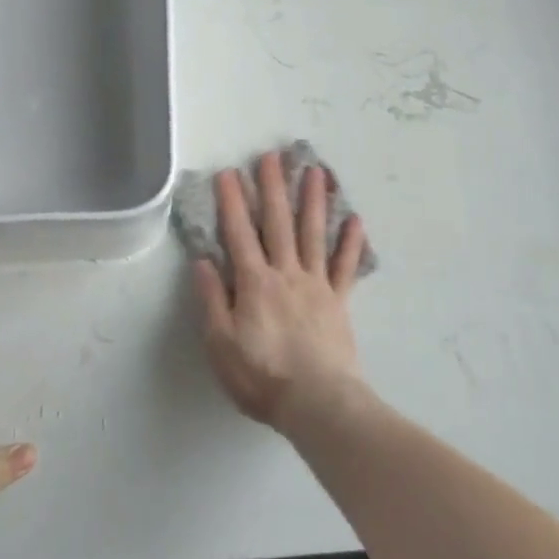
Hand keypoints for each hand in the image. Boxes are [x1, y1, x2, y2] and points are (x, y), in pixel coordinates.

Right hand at [194, 150, 367, 430]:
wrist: (317, 403)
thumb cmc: (262, 377)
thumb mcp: (221, 345)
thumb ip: (211, 301)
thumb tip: (203, 261)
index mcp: (254, 283)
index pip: (239, 233)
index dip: (232, 201)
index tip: (228, 172)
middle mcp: (286, 273)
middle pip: (279, 223)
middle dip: (273, 187)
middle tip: (273, 155)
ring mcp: (316, 284)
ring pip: (314, 234)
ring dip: (313, 201)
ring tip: (315, 171)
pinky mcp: (339, 300)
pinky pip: (345, 266)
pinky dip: (351, 242)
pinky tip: (355, 219)